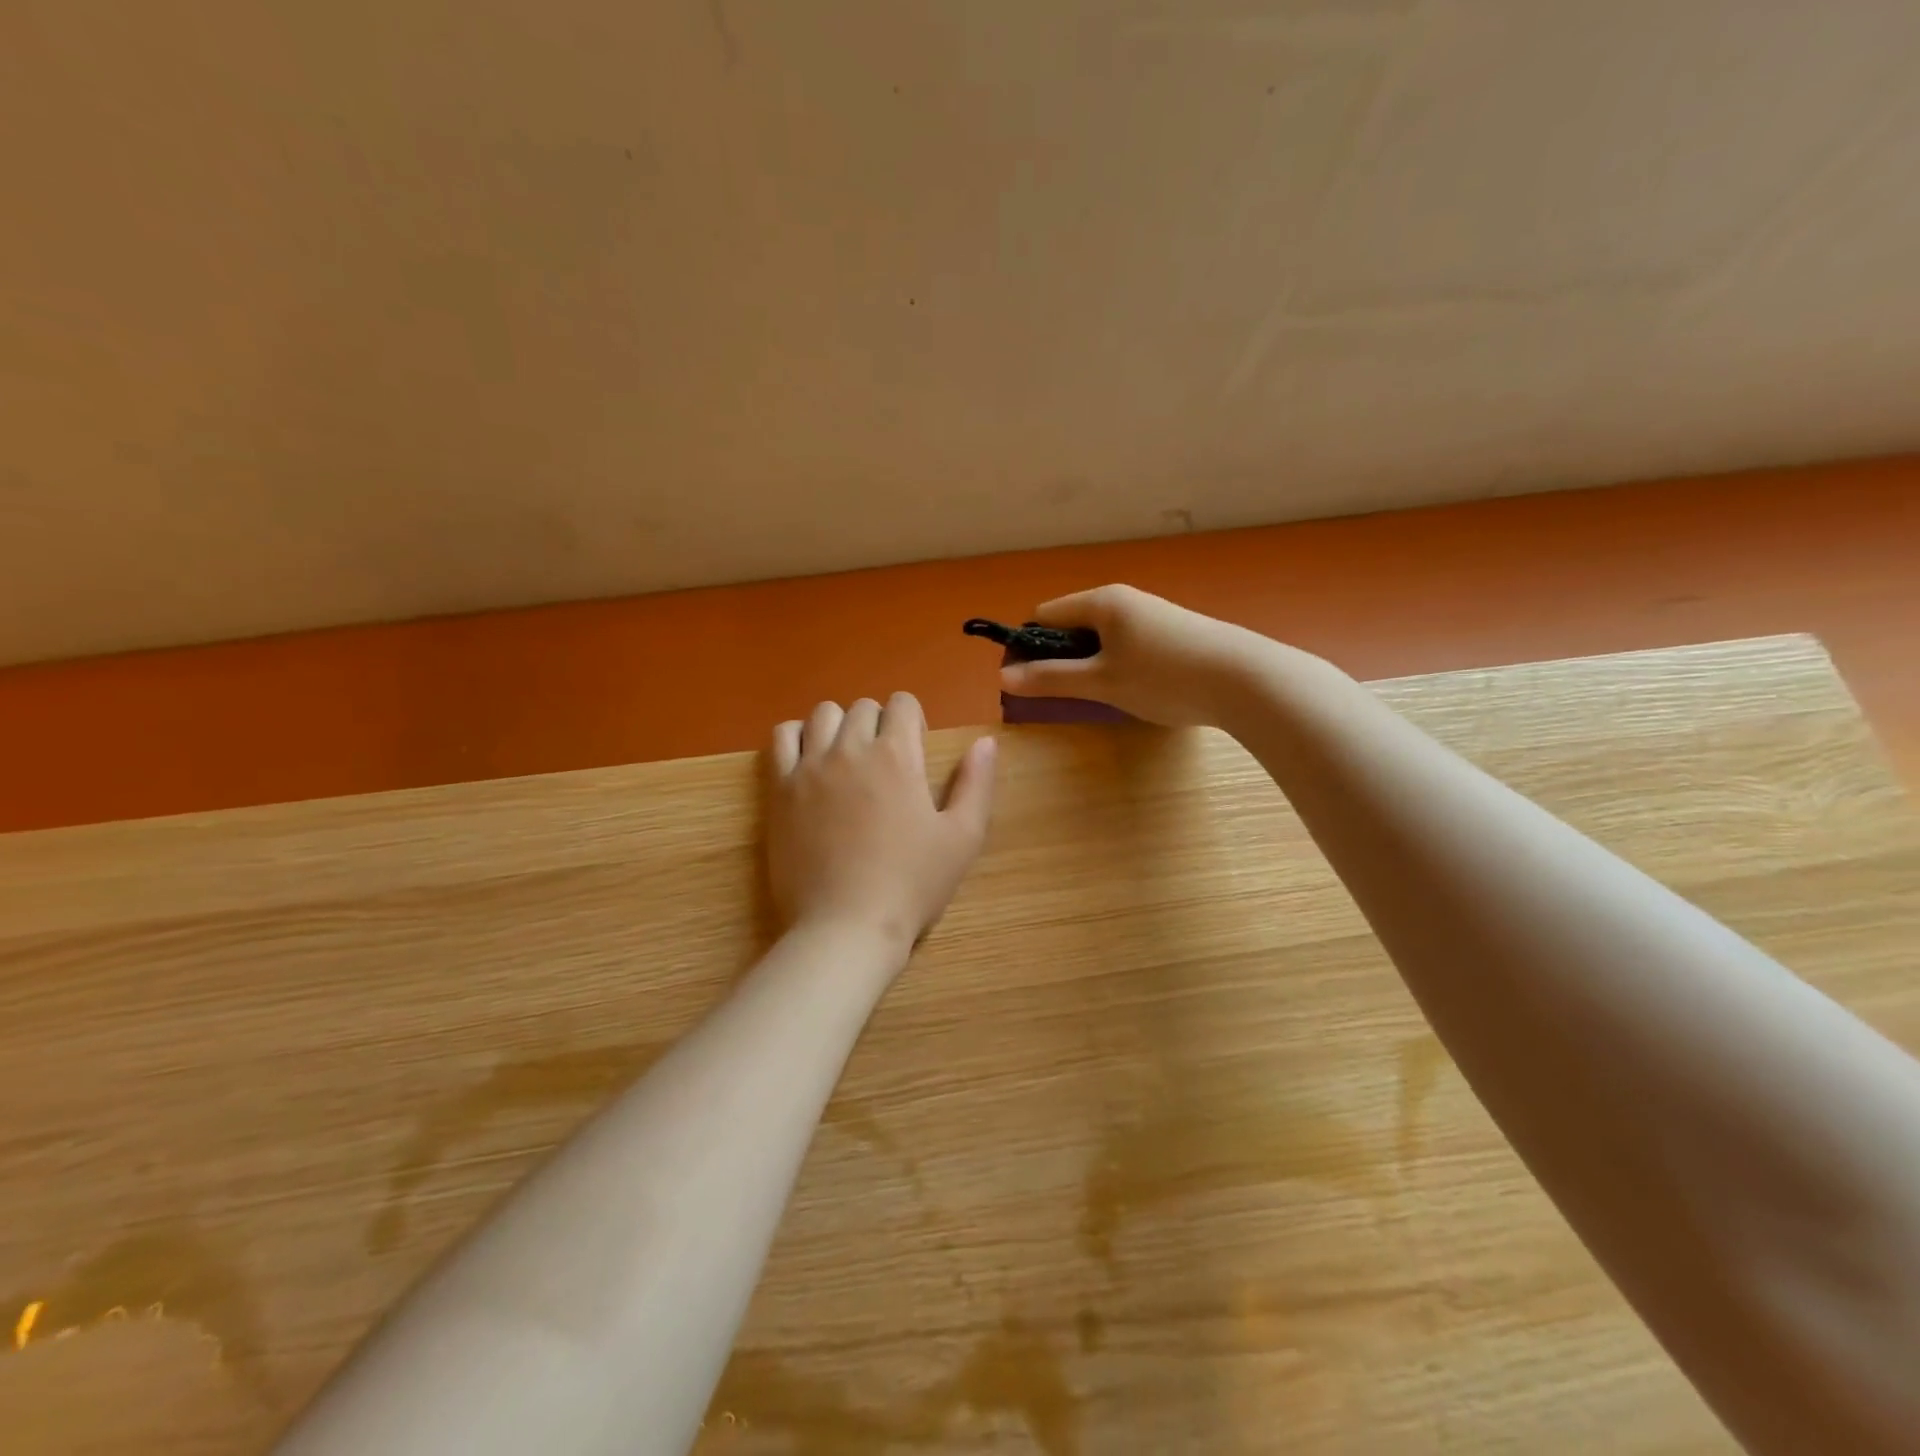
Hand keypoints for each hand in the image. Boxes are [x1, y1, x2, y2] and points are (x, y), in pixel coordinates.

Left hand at [767, 693, 996, 951]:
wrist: (845, 927)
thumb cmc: (911, 885)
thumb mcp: (962, 838)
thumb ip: (977, 784)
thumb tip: (985, 741)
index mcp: (897, 756)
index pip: (902, 703)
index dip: (913, 720)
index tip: (916, 751)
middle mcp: (850, 749)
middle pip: (863, 707)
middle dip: (879, 724)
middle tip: (886, 763)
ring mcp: (810, 767)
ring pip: (822, 715)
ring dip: (840, 726)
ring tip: (847, 759)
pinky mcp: (780, 789)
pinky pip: (782, 738)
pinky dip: (797, 737)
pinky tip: (810, 762)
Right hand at [998, 585, 1269, 726]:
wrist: (1246, 680)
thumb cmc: (1163, 677)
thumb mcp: (1101, 682)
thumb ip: (1051, 679)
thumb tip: (1004, 677)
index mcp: (1101, 602)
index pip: (1044, 615)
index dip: (1027, 647)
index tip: (1026, 681)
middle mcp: (1125, 599)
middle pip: (1073, 625)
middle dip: (1058, 658)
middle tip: (1061, 695)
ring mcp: (1152, 615)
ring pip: (1102, 637)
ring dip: (1089, 664)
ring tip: (1098, 697)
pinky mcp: (1174, 632)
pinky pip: (1127, 644)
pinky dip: (1117, 665)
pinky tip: (1133, 690)